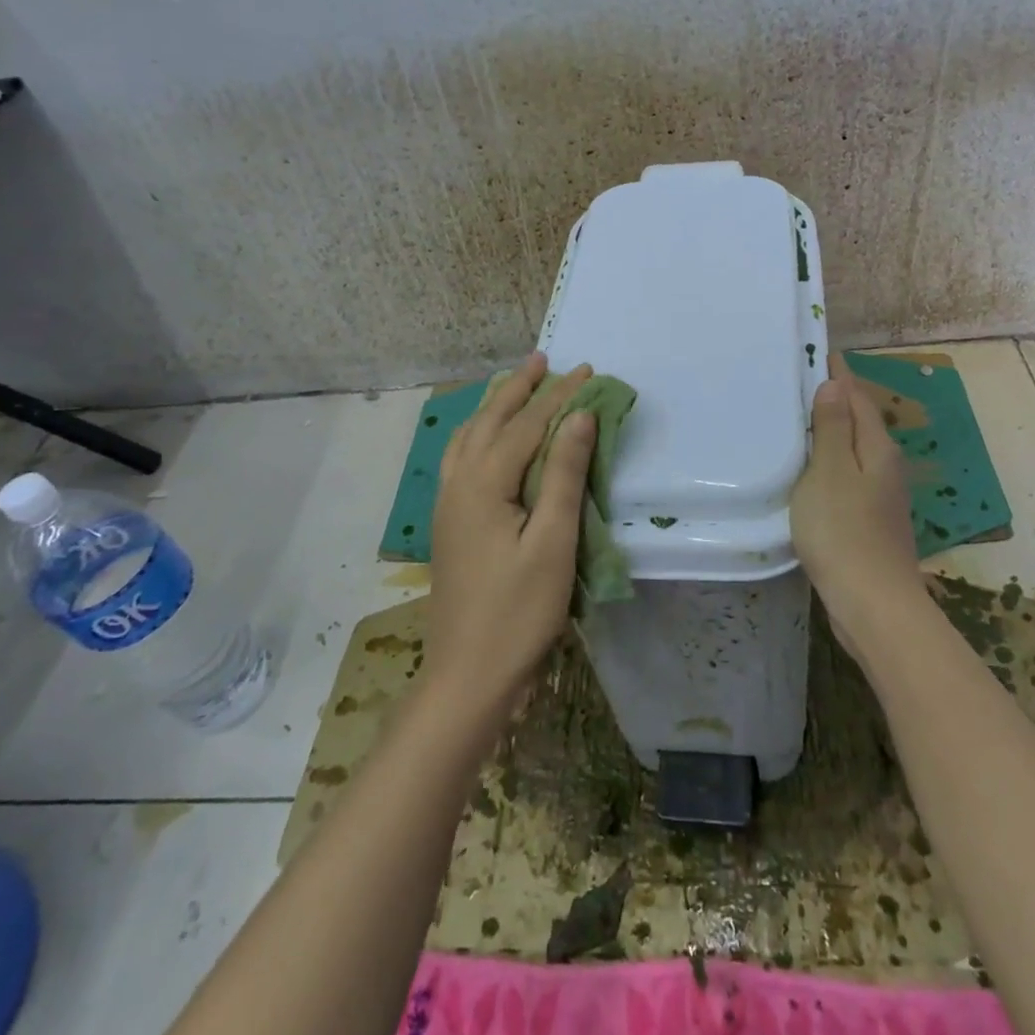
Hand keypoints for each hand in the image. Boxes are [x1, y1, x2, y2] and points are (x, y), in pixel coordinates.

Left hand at [426, 353, 596, 710]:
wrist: (468, 675)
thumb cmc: (519, 612)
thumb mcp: (554, 542)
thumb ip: (564, 475)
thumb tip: (579, 417)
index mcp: (483, 484)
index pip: (527, 425)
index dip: (559, 395)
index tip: (586, 370)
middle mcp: (458, 484)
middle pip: (489, 421)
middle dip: (518, 388)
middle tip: (542, 358)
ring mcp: (448, 505)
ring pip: (468, 437)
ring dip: (494, 406)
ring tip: (513, 384)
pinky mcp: (449, 524)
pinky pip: (460, 458)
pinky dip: (476, 433)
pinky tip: (484, 438)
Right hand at [791, 353, 927, 659]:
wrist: (872, 603)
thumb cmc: (843, 530)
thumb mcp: (829, 472)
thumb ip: (833, 428)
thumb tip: (835, 385)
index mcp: (878, 448)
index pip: (858, 397)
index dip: (839, 374)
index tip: (820, 351)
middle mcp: (886, 466)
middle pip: (861, 421)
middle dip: (837, 399)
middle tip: (801, 382)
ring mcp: (881, 496)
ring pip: (855, 450)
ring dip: (833, 432)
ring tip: (801, 420)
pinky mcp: (870, 521)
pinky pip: (848, 476)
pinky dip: (831, 463)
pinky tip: (811, 471)